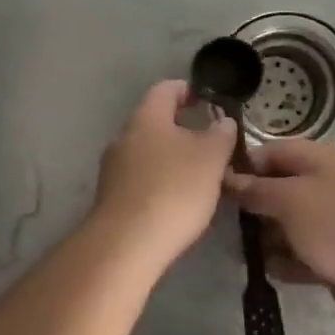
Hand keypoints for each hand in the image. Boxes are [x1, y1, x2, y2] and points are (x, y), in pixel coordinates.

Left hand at [92, 81, 238, 266]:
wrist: (126, 245)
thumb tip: (223, 121)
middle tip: (211, 143)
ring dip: (171, 157)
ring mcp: (112, 169)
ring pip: (147, 152)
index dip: (188, 90)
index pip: (166, 89)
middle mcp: (123, 137)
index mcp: (146, 118)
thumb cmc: (173, 190)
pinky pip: (140, 178)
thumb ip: (221, 135)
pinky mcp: (111, 198)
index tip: (208, 101)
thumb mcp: (211, 158)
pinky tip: (177, 201)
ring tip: (198, 175)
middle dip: (182, 128)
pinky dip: (160, 181)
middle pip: (154, 121)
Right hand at [225, 139, 334, 329]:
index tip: (216, 185)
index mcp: (321, 160)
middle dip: (253, 205)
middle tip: (223, 223)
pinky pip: (304, 252)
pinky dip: (287, 260)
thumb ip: (256, 188)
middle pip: (281, 188)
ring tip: (240, 252)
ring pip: (291, 223)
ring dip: (267, 237)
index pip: (273, 152)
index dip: (244, 165)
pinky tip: (268, 271)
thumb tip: (229, 178)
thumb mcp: (288, 199)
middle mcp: (328, 184)